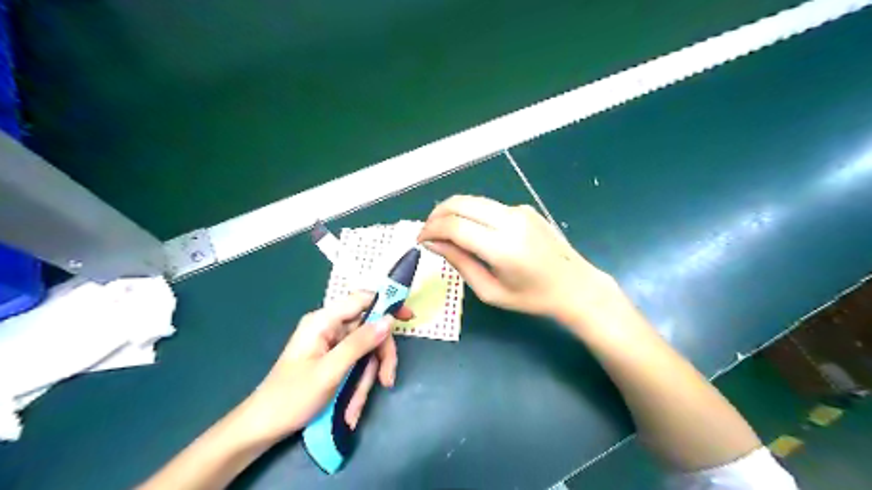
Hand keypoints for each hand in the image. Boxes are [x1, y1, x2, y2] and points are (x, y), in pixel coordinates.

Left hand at [241, 294, 412, 441]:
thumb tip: (389, 320)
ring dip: (365, 380)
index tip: (409, 318)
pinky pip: (355, 366)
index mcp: (323, 321)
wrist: (262, 428)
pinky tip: (349, 410)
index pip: (362, 300)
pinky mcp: (333, 361)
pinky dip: (356, 387)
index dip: (387, 304)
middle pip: (368, 331)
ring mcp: (331, 345)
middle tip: (386, 380)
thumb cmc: (291, 397)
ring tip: (354, 408)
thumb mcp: (330, 370)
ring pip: (365, 353)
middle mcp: (329, 328)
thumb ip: (360, 343)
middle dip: (378, 358)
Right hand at [417, 195, 616, 321]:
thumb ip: (460, 263)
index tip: (420, 241)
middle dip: (436, 215)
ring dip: (452, 211)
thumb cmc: (531, 297)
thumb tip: (432, 244)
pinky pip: (488, 206)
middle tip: (427, 232)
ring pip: (473, 200)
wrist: (575, 285)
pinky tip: (472, 231)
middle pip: (460, 203)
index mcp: (502, 247)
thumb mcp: (490, 291)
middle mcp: (510, 220)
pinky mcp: (524, 208)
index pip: (454, 226)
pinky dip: (471, 214)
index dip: (431, 230)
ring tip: (444, 231)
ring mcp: (519, 210)